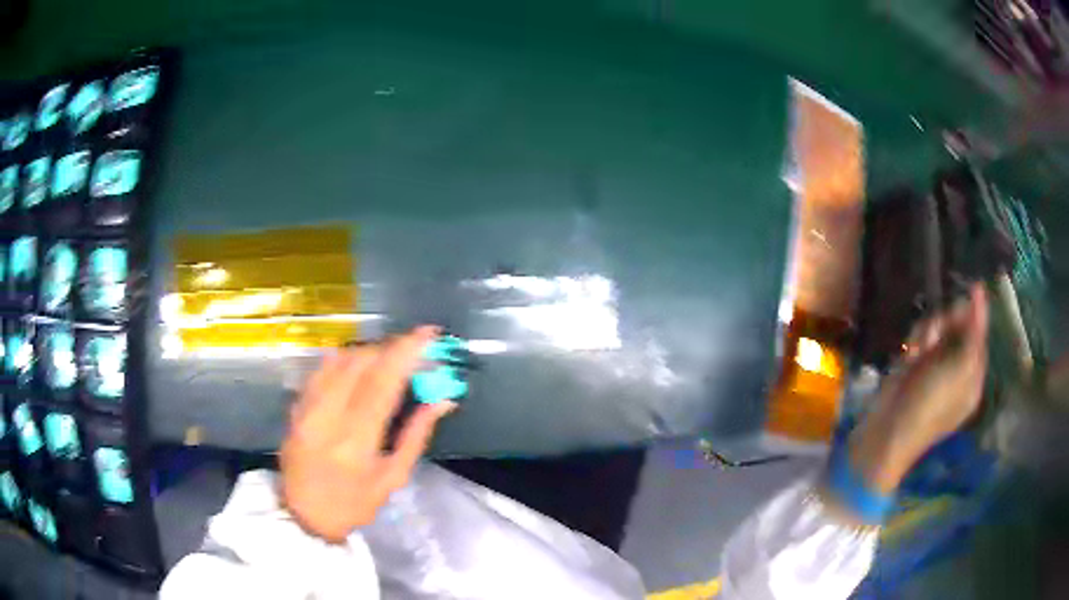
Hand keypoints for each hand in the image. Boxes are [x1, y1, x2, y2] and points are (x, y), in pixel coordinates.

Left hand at [279, 326, 456, 541]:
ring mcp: (307, 408)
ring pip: (338, 359)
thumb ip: (416, 435)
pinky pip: (321, 369)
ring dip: (368, 351)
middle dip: (390, 347)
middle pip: (360, 362)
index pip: (382, 381)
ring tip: (388, 357)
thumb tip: (442, 400)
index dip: (406, 351)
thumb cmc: (355, 503)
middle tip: (412, 349)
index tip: (428, 333)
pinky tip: (358, 365)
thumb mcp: (393, 477)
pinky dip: (344, 360)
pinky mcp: (296, 406)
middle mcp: (327, 416)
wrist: (304, 515)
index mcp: (356, 440)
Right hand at [849, 283, 988, 493]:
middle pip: (959, 328)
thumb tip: (980, 294)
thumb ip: (974, 333)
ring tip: (918, 349)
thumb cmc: (930, 404)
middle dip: (948, 324)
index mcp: (972, 377)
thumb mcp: (960, 370)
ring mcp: (935, 367)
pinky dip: (916, 340)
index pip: (980, 336)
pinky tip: (909, 354)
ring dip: (929, 331)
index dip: (977, 315)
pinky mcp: (915, 364)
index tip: (974, 286)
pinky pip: (921, 337)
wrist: (889, 430)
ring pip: (939, 328)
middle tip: (938, 331)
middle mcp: (957, 369)